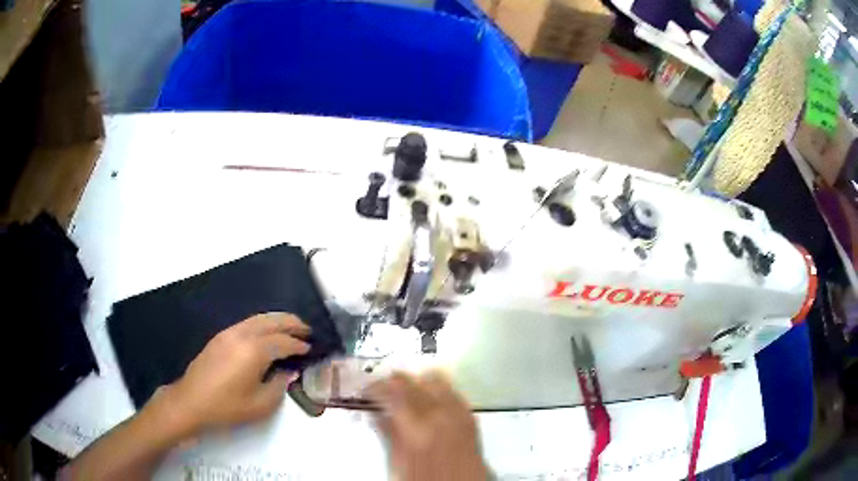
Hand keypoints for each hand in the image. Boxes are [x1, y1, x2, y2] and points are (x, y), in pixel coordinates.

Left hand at [159, 312, 310, 435]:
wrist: (191, 401)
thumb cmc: (227, 407)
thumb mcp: (260, 405)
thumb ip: (279, 386)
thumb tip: (287, 372)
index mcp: (254, 351)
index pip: (283, 342)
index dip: (299, 345)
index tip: (310, 348)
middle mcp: (243, 335)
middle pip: (272, 321)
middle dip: (291, 323)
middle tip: (307, 329)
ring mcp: (229, 333)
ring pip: (258, 318)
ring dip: (277, 320)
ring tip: (291, 327)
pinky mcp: (220, 336)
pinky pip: (247, 322)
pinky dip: (263, 323)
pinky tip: (266, 332)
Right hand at [368, 372, 488, 480]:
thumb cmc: (424, 478)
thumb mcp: (398, 462)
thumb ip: (389, 434)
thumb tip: (376, 413)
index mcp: (417, 427)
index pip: (391, 391)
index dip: (375, 386)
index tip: (366, 389)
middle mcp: (440, 414)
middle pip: (413, 381)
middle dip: (393, 381)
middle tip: (381, 389)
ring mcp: (458, 413)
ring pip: (435, 379)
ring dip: (417, 382)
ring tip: (405, 392)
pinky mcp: (470, 416)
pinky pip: (453, 391)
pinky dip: (437, 390)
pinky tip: (429, 400)